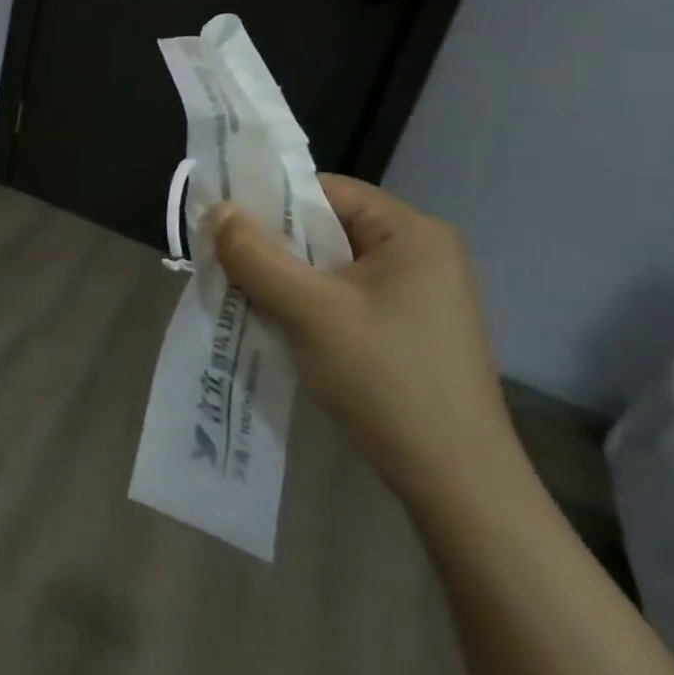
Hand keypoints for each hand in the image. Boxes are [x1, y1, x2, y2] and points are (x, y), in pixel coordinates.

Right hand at [210, 177, 519, 509]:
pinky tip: (282, 323)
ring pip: (331, 264)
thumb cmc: (386, 379)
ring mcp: (420, 293)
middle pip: (326, 226)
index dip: (271, 203)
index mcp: (412, 232)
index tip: (227, 228)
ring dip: (287, 276)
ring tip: (247, 294)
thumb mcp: (308, 309)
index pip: (324, 190)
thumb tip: (216, 210)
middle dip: (275, 244)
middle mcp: (422, 252)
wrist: (457, 484)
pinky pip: (344, 294)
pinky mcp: (411, 327)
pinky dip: (308, 301)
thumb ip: (255, 254)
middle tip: (228, 263)